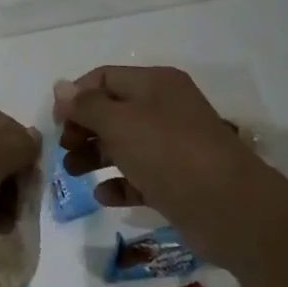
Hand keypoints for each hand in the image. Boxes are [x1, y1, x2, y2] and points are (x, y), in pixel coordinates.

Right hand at [56, 67, 254, 236]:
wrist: (231, 209)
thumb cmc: (169, 153)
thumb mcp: (120, 123)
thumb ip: (87, 105)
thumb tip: (61, 87)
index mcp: (155, 84)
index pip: (104, 77)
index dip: (76, 95)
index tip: (56, 122)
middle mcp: (165, 109)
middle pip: (113, 111)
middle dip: (83, 128)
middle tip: (64, 149)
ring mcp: (173, 146)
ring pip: (124, 144)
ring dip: (95, 156)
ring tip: (73, 173)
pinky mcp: (178, 182)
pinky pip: (140, 176)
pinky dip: (120, 183)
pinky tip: (102, 196)